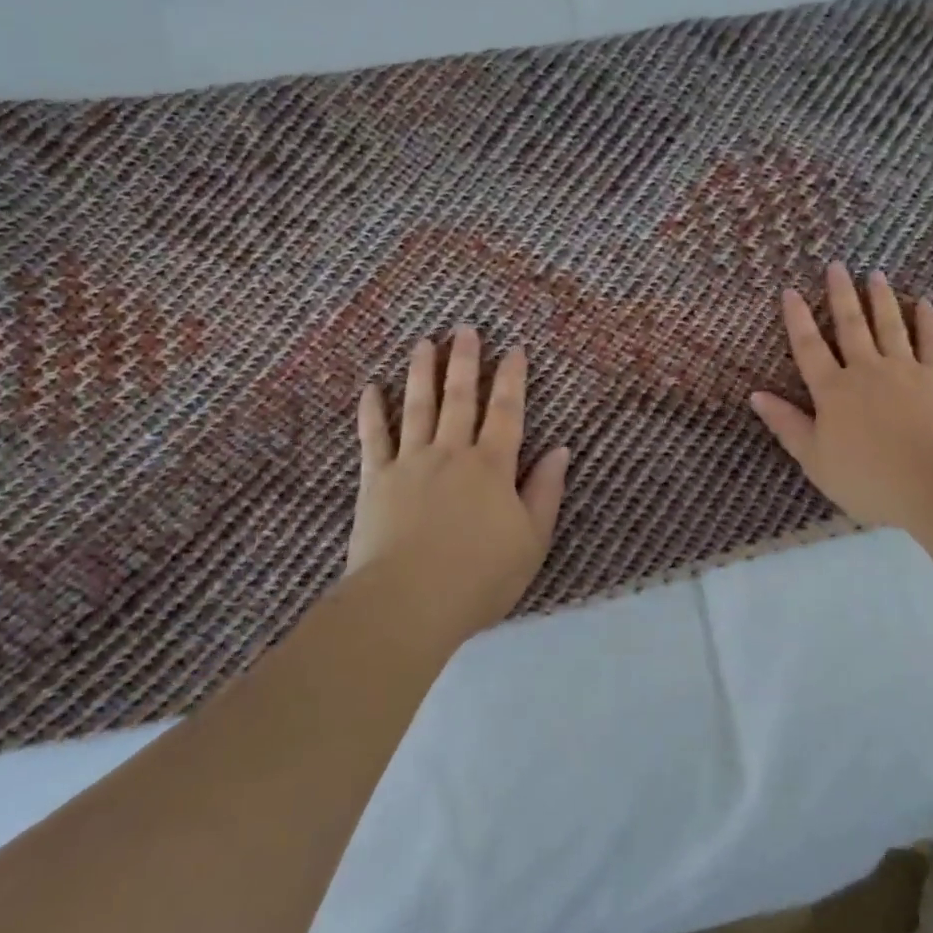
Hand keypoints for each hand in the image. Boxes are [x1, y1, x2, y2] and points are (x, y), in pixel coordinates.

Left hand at [349, 329, 570, 635]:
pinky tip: (371, 388)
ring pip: (418, 407)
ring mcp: (410, 463)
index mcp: (492, 466)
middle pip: (460, 398)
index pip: (507, 411)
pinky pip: (373, 438)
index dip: (512, 378)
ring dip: (422, 372)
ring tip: (425, 343)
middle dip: (465, 361)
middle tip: (465, 329)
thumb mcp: (532, 540)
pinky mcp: (376, 480)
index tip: (515, 349)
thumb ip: (545, 491)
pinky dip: (372, 412)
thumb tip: (561, 450)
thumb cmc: (479, 577)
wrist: (408, 603)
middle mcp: (452, 453)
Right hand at [751, 263, 932, 530]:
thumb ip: (786, 424)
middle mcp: (866, 370)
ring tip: (874, 274)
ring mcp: (904, 370)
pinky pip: (931, 342)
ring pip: (889, 325)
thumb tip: (755, 395)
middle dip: (840, 295)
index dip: (797, 319)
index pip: (809, 347)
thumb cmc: (869, 479)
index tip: (790, 290)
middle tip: (835, 266)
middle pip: (850, 326)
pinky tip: (923, 304)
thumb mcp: (815, 459)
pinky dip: (927, 322)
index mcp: (833, 391)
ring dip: (880, 298)